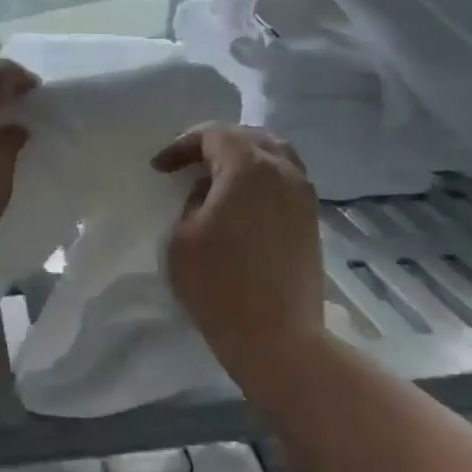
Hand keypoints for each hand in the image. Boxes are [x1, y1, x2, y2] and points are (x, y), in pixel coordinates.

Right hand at [153, 125, 327, 380]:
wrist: (277, 336)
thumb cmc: (219, 285)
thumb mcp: (182, 237)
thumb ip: (192, 202)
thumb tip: (208, 192)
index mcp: (249, 167)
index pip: (214, 135)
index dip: (182, 145)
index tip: (160, 168)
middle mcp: (283, 171)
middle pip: (249, 137)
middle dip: (215, 144)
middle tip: (188, 165)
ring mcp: (303, 195)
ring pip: (274, 155)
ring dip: (243, 158)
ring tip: (217, 179)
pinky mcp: (311, 219)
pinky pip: (285, 180)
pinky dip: (261, 179)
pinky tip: (242, 202)